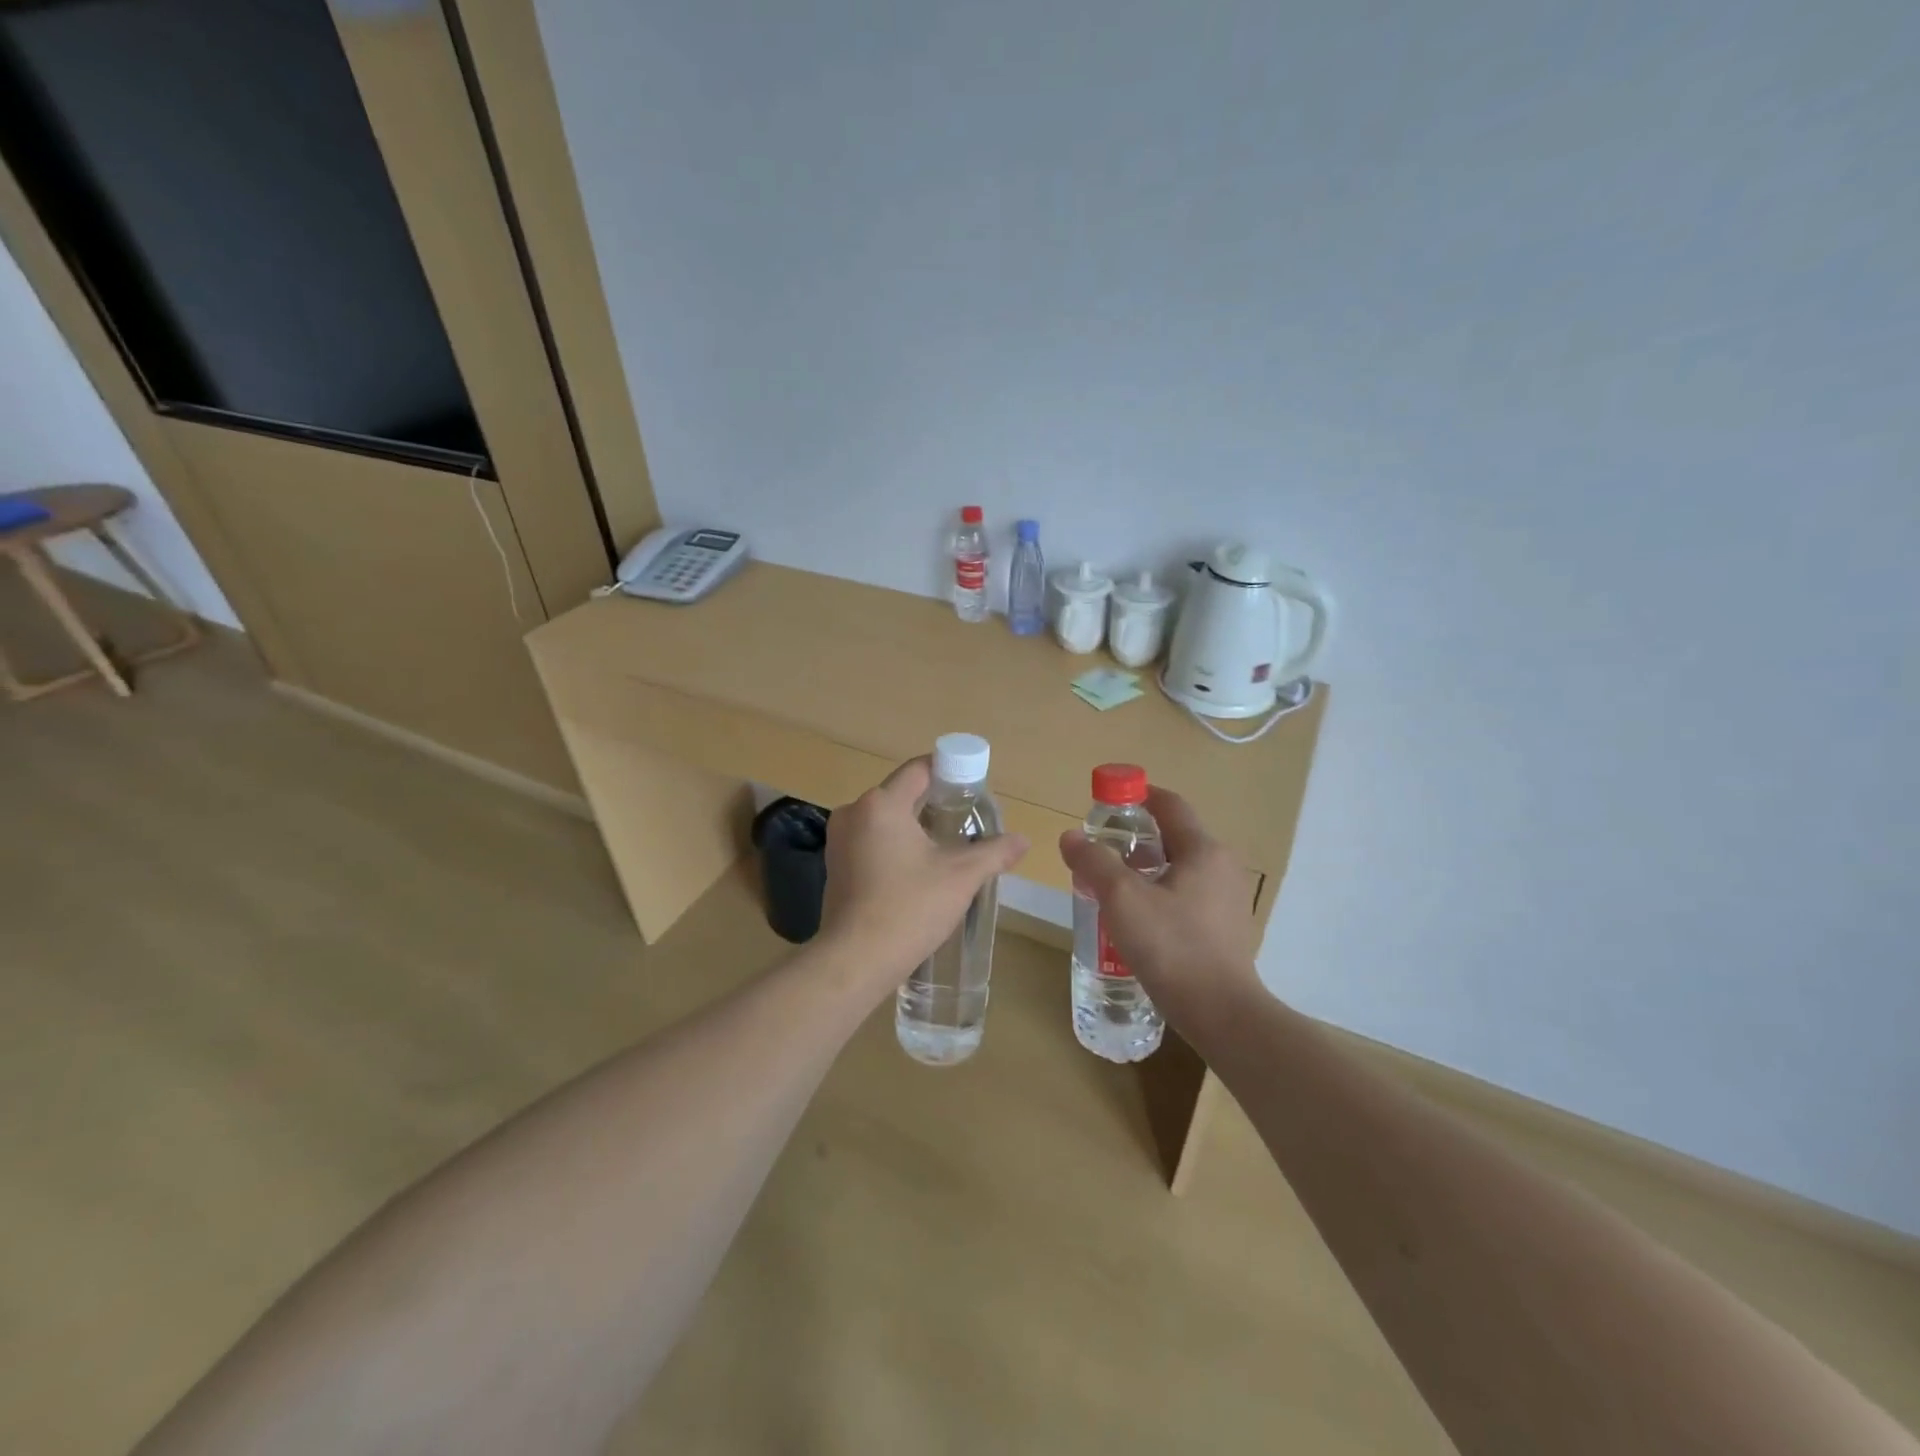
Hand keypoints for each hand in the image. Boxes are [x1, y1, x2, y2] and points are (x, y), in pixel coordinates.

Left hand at [818, 758, 1028, 994]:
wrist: (855, 960)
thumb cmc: (909, 907)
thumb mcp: (961, 877)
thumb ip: (994, 852)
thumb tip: (1023, 840)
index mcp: (881, 804)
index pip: (919, 769)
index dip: (949, 772)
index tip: (973, 787)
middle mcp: (853, 813)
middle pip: (901, 793)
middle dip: (934, 803)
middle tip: (967, 822)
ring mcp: (839, 841)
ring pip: (885, 819)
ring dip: (914, 827)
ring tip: (946, 847)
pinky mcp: (835, 867)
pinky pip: (870, 841)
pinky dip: (894, 846)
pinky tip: (916, 870)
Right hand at [1057, 786, 1260, 1027]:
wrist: (1223, 1014)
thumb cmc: (1172, 946)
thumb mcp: (1122, 898)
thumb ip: (1094, 861)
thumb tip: (1071, 836)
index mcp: (1203, 850)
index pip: (1170, 805)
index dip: (1138, 795)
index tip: (1108, 799)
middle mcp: (1222, 867)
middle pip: (1174, 837)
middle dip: (1137, 838)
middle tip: (1101, 850)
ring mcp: (1228, 901)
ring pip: (1180, 870)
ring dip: (1146, 869)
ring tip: (1112, 886)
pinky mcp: (1225, 931)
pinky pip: (1187, 897)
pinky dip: (1160, 895)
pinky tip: (1137, 920)